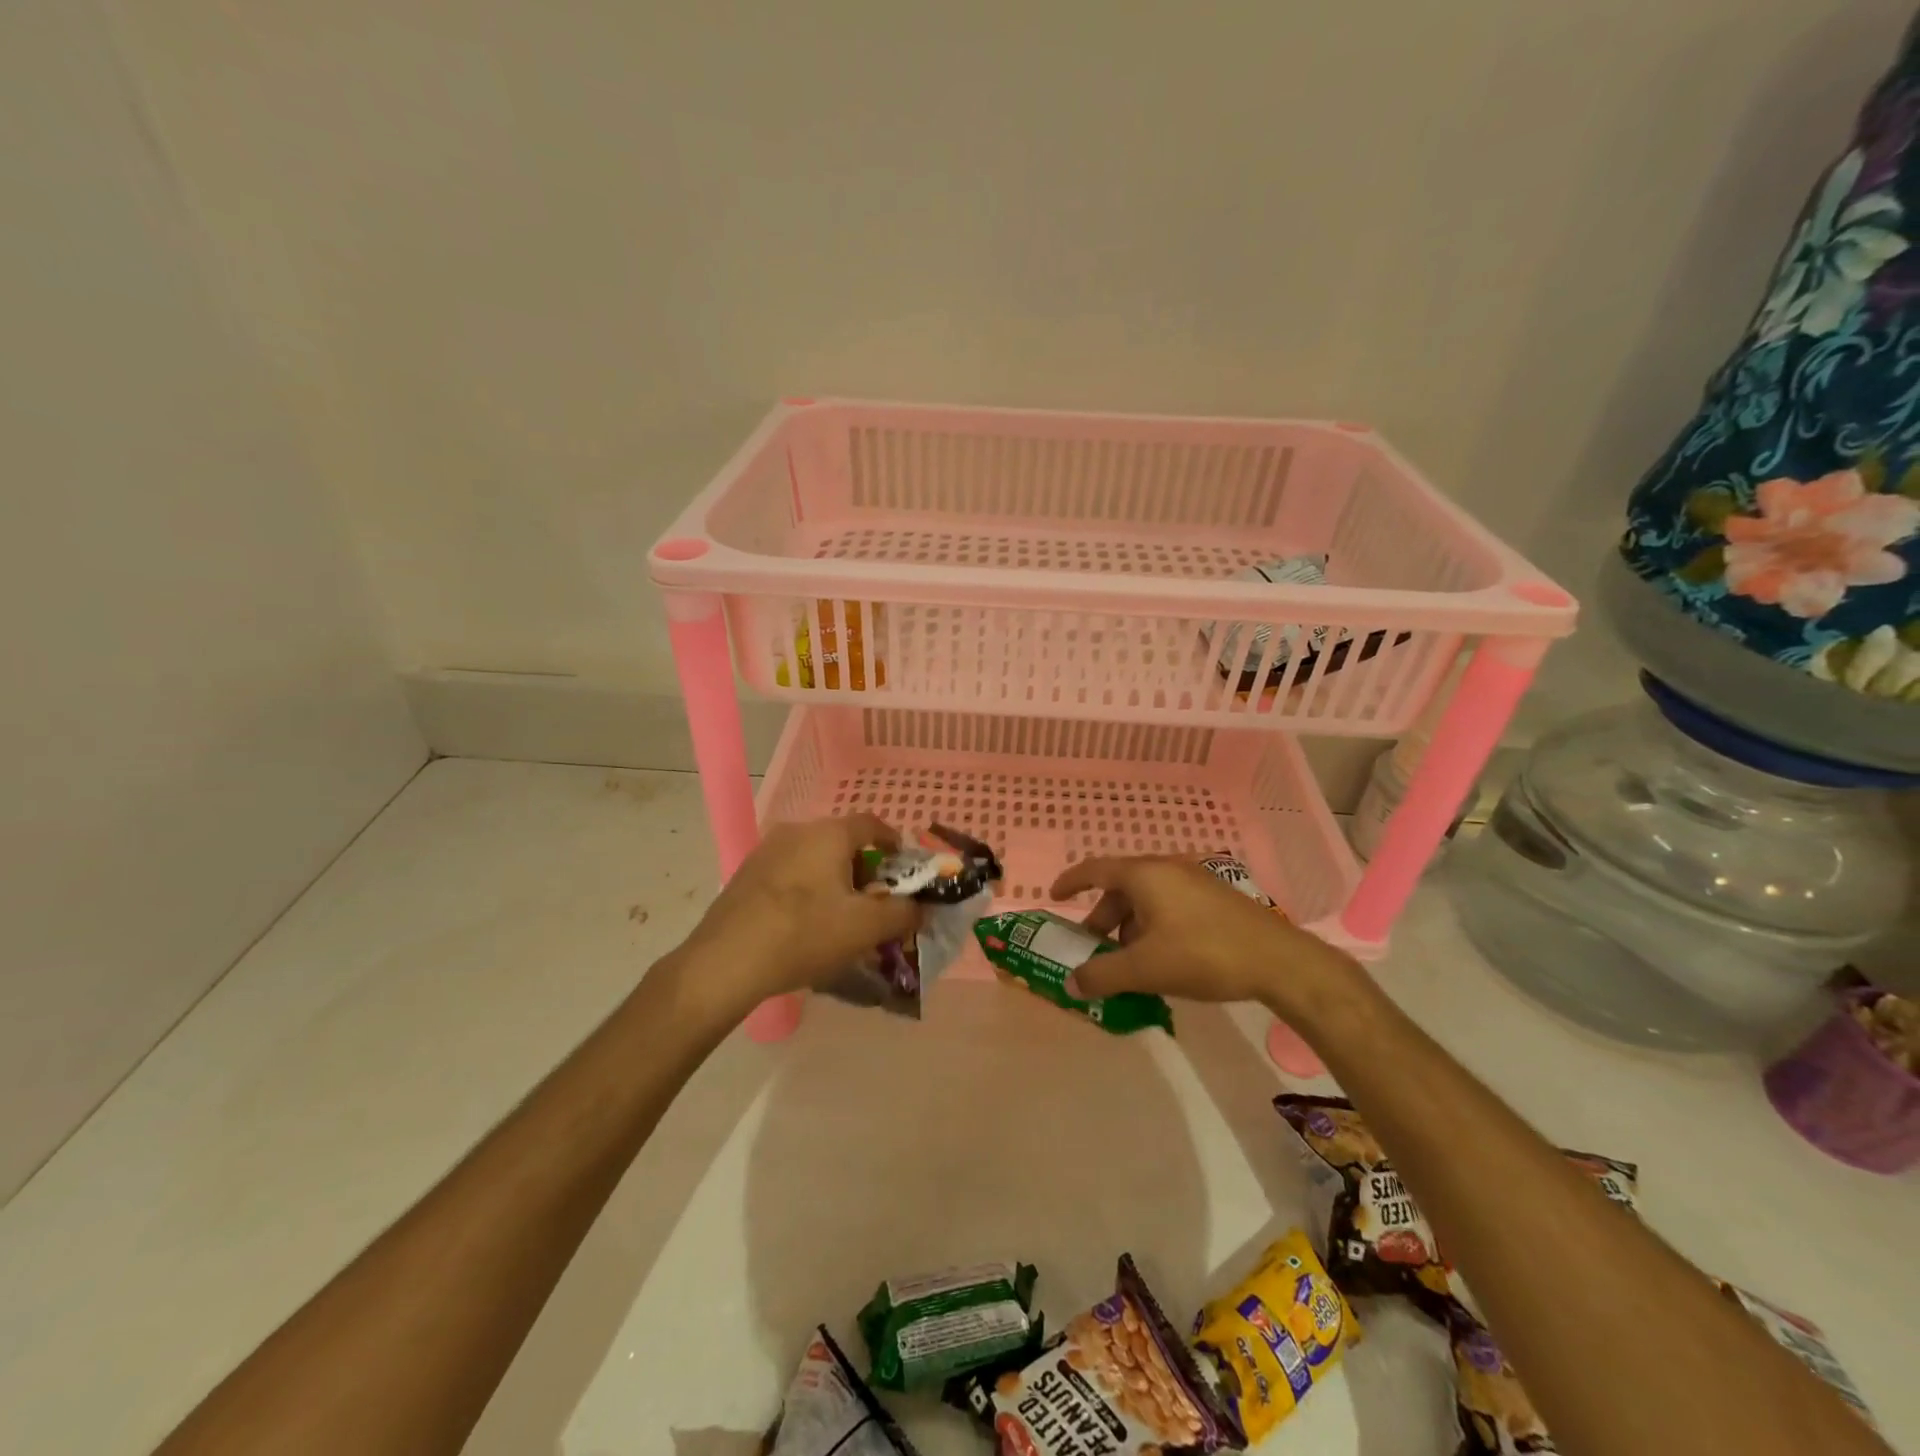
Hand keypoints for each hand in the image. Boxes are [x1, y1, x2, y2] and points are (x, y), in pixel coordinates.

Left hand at [680, 814, 921, 1014]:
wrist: (725, 962)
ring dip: (834, 881)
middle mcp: (797, 831)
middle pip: (842, 842)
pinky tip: (804, 926)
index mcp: (829, 833)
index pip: (872, 824)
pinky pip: (789, 874)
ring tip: (840, 918)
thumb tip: (920, 907)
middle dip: (864, 869)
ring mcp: (766, 851)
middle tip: (875, 903)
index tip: (904, 868)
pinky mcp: (745, 875)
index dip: (893, 843)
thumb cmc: (805, 934)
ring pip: (814, 859)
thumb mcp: (866, 927)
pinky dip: (806, 891)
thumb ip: (903, 913)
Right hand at [1047, 856, 1361, 1022]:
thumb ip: (1103, 975)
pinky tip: (1163, 959)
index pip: (1095, 869)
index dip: (1071, 882)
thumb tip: (1071, 984)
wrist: (1278, 961)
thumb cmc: (1203, 955)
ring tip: (1129, 963)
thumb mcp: (1145, 969)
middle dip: (1102, 918)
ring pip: (1147, 899)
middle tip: (1093, 949)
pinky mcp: (1215, 897)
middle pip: (1121, 888)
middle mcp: (1167, 868)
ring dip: (1129, 927)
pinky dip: (1153, 926)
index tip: (1054, 897)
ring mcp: (1194, 880)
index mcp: (1144, 875)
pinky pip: (1170, 905)